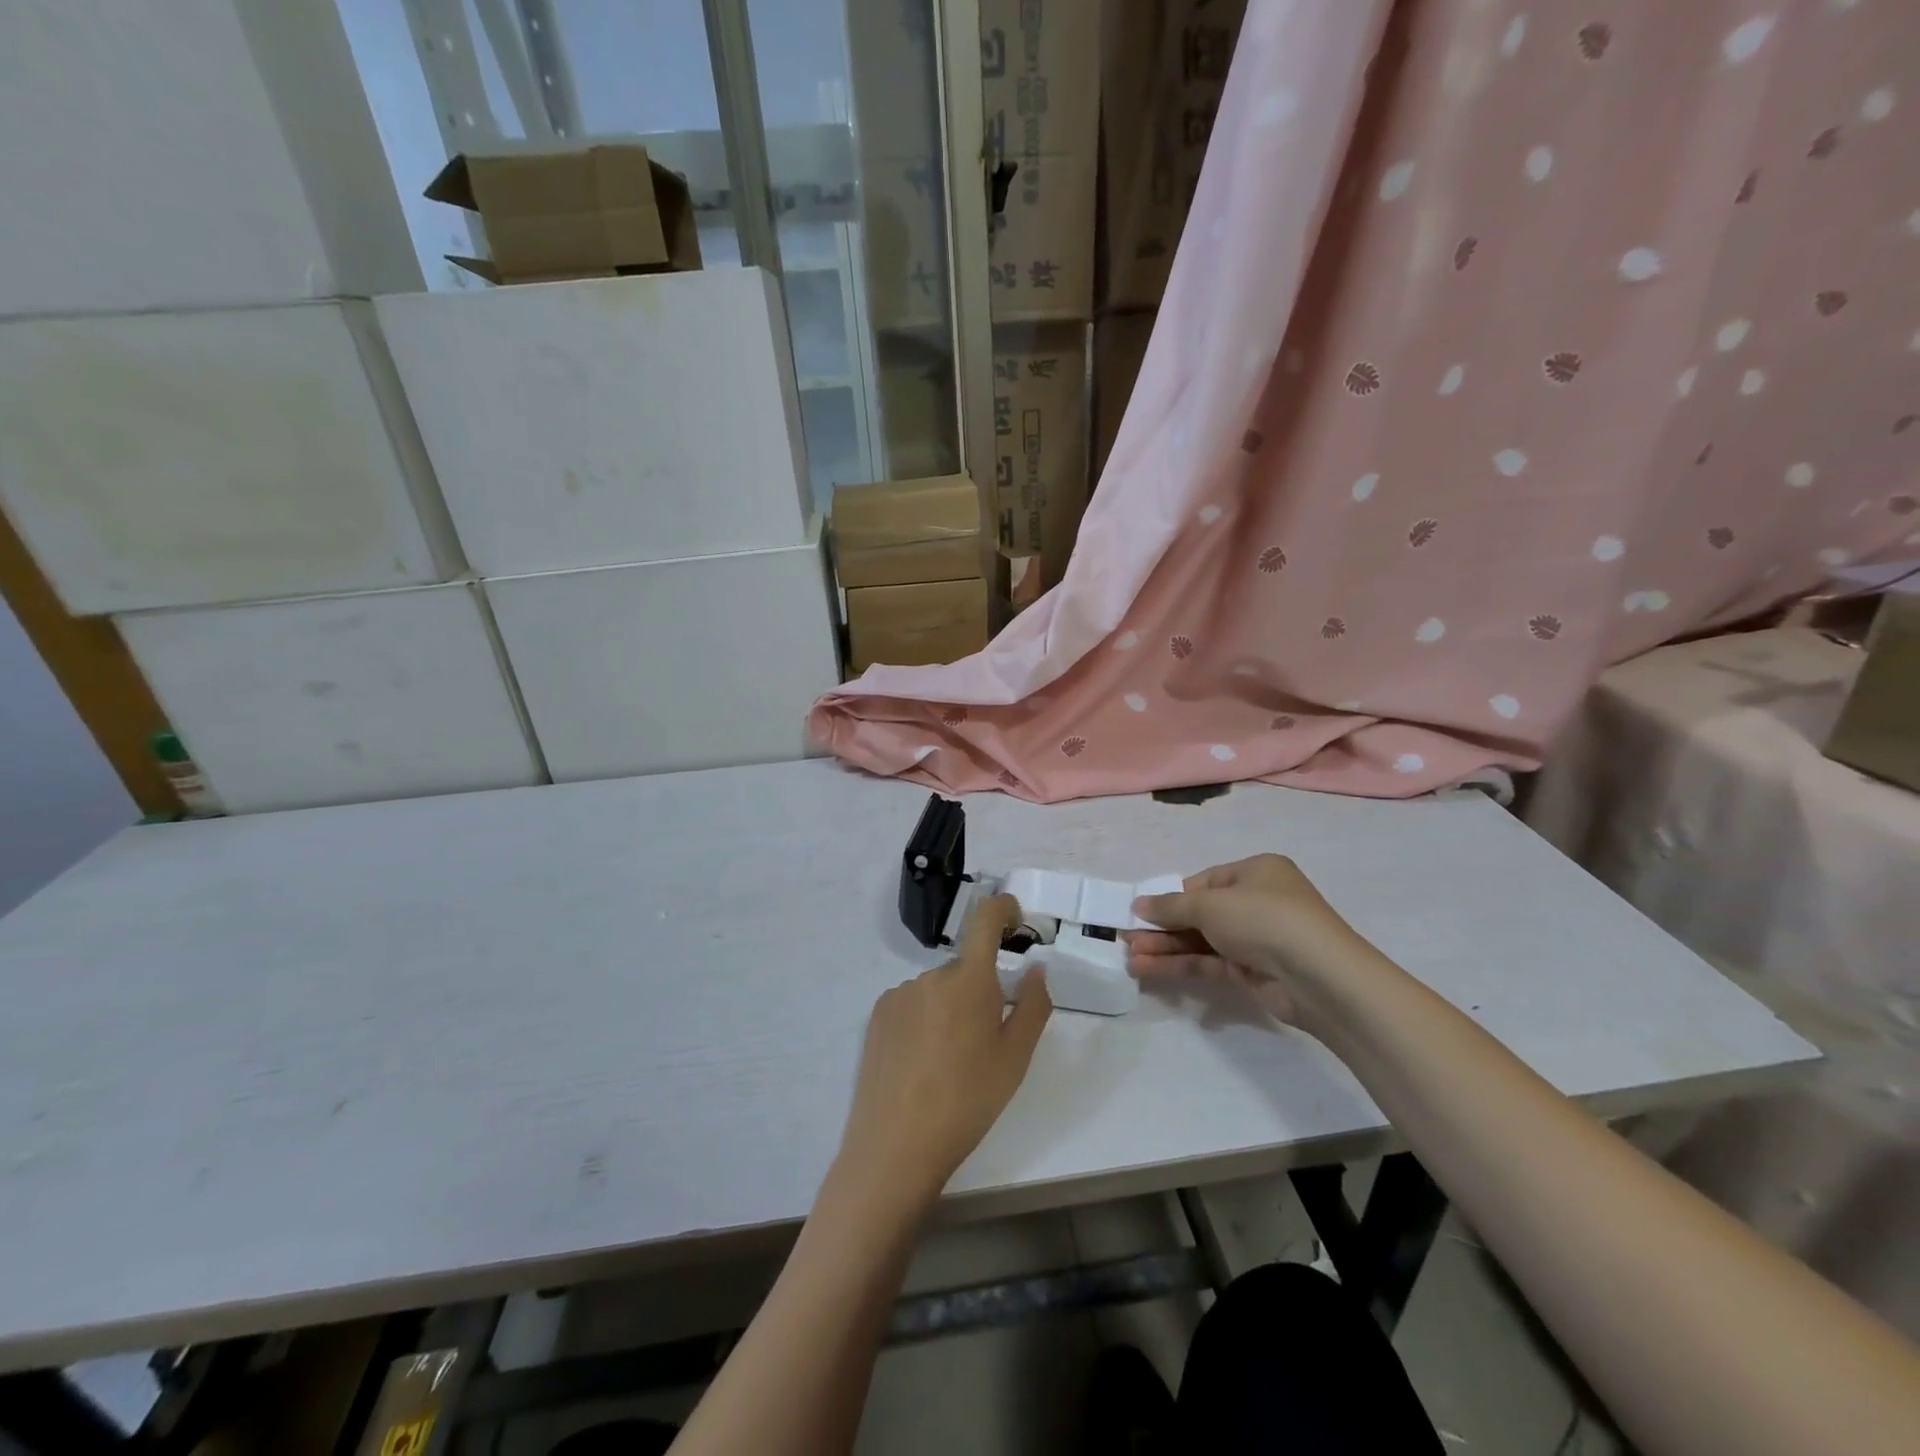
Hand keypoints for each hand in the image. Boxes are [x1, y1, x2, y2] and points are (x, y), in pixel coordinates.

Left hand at [835, 895, 1051, 1207]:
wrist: (895, 1145)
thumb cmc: (968, 1101)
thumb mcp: (1015, 1058)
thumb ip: (1033, 1005)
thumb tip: (1036, 968)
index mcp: (969, 980)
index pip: (985, 918)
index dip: (1004, 908)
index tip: (1016, 922)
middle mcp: (931, 975)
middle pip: (964, 968)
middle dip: (980, 991)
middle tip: (985, 1041)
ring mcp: (899, 994)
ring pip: (938, 989)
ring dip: (950, 1008)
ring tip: (949, 1062)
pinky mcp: (877, 1015)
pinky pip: (912, 1004)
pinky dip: (924, 1020)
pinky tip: (921, 1063)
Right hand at [1125, 854, 1369, 1025]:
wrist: (1320, 977)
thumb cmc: (1264, 919)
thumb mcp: (1211, 905)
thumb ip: (1171, 907)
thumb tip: (1138, 905)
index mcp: (1255, 872)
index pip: (1203, 882)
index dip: (1171, 898)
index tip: (1141, 912)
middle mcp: (1258, 902)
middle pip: (1199, 913)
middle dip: (1162, 927)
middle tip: (1126, 938)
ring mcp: (1257, 939)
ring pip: (1202, 941)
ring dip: (1166, 948)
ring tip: (1129, 958)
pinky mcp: (1255, 972)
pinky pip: (1210, 963)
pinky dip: (1181, 965)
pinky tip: (1149, 969)